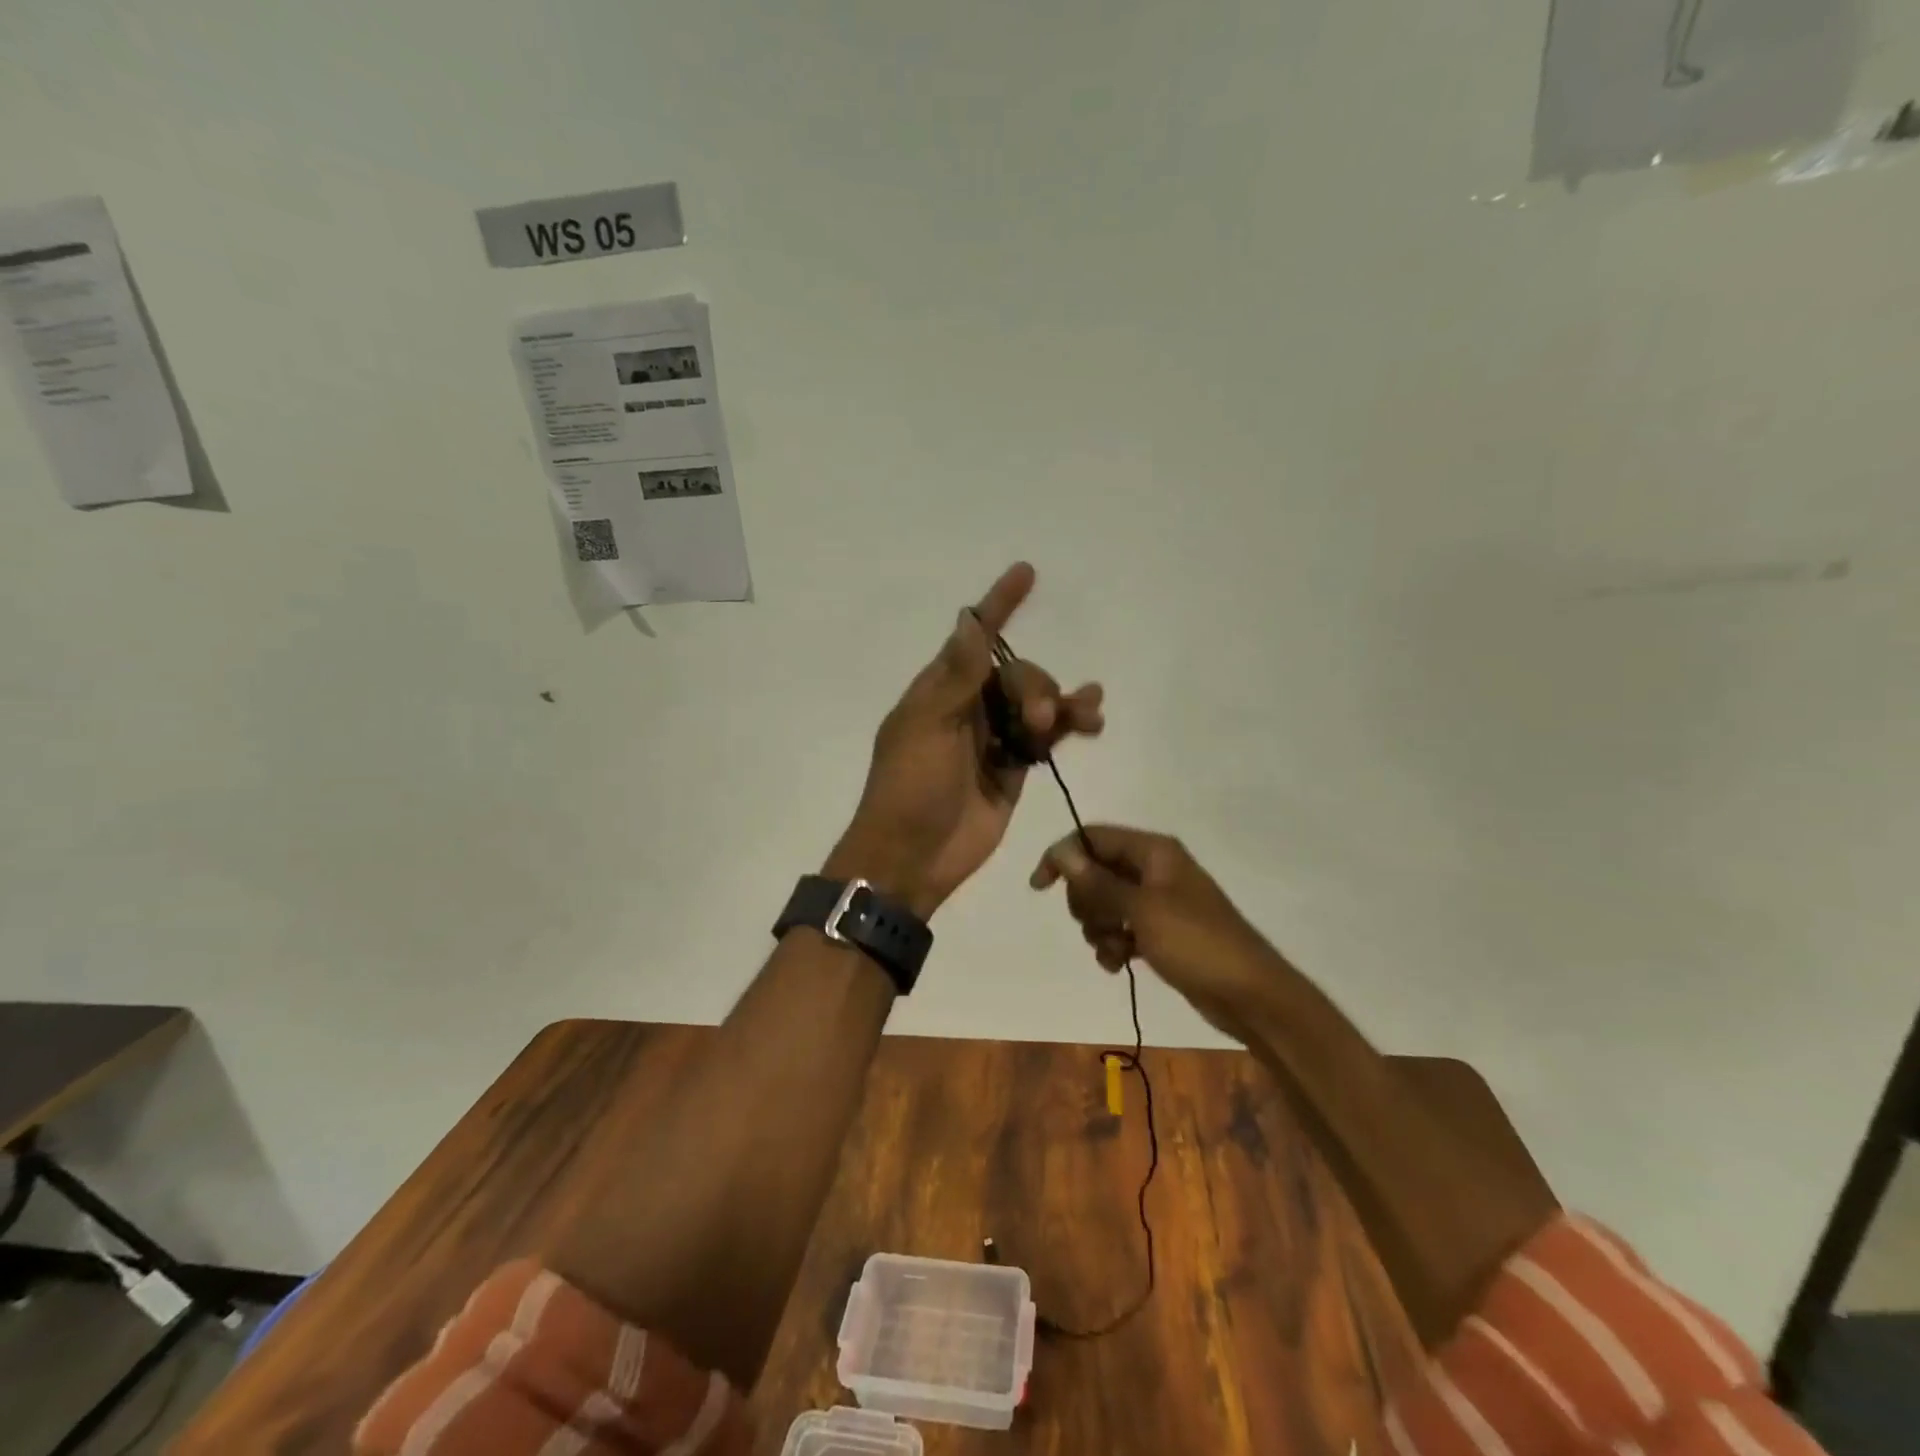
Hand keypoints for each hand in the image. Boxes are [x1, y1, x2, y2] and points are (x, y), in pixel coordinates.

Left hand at [828, 563, 1103, 918]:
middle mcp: (967, 707)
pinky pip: (1044, 737)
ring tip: (1087, 713)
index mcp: (939, 690)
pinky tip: (1090, 720)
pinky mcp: (1012, 768)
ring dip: (1062, 702)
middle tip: (1037, 719)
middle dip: (1035, 687)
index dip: (998, 606)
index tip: (1025, 573)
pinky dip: (1066, 726)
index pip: (974, 638)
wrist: (912, 858)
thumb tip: (968, 618)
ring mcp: (991, 738)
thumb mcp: (928, 728)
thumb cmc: (909, 789)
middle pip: (1016, 674)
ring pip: (1035, 703)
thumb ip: (957, 676)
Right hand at [1030, 825, 1280, 1038]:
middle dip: (1086, 901)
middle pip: (1095, 871)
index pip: (1093, 837)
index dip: (1063, 857)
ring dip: (1099, 929)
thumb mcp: (1141, 910)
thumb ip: (1098, 882)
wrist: (1249, 995)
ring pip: (1104, 904)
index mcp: (1153, 851)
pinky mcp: (1160, 932)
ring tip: (1116, 950)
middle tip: (1100, 924)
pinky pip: (1121, 929)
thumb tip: (1062, 853)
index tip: (1040, 888)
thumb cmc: (1196, 943)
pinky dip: (1114, 945)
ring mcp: (1157, 902)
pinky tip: (1119, 965)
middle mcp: (1153, 869)